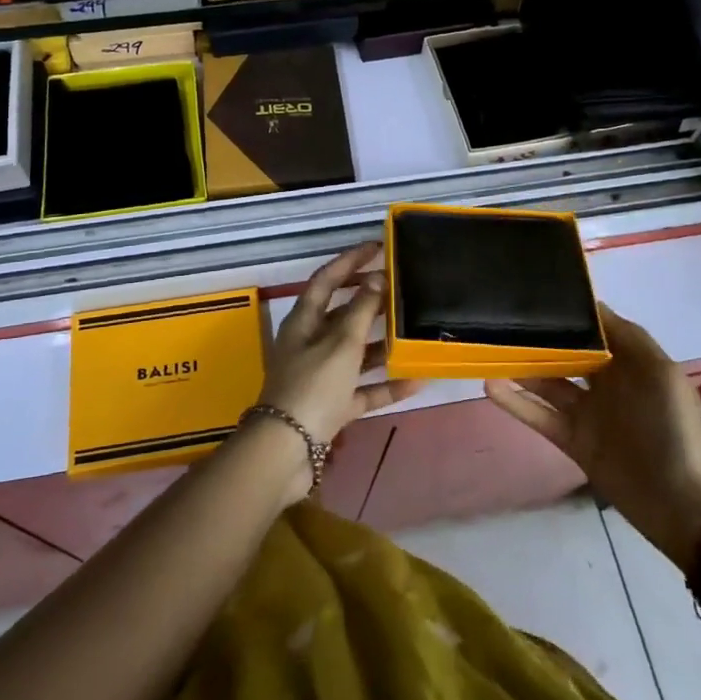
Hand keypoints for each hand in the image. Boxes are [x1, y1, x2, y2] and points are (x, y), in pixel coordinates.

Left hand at [259, 243, 418, 448]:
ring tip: (413, 331)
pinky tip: (414, 380)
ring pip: (354, 352)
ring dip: (381, 343)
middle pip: (342, 315)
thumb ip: (361, 311)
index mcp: (304, 321)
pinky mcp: (332, 406)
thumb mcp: (340, 344)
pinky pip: (362, 389)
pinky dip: (385, 385)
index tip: (377, 247)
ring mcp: (321, 376)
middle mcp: (310, 343)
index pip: (327, 279)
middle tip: (401, 289)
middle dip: (370, 301)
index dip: (350, 261)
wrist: (286, 452)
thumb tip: (377, 279)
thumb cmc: (312, 387)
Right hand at [486, 304, 700, 572]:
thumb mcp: (661, 374)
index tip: (539, 292)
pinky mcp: (572, 440)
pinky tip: (490, 384)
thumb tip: (593, 305)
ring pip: (546, 382)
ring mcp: (587, 413)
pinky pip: (538, 415)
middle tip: (503, 315)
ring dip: (520, 366)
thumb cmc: (673, 429)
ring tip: (488, 345)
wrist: (682, 504)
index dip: (570, 312)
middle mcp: (606, 383)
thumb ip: (628, 337)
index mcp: (630, 364)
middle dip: (540, 336)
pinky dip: (515, 402)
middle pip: (566, 353)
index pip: (595, 329)